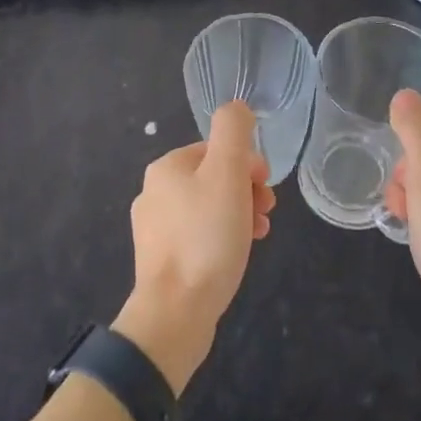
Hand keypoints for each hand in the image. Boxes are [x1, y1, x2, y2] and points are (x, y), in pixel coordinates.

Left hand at [114, 102, 274, 391]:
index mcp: (166, 168)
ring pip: (208, 208)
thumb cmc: (206, 238)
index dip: (247, 164)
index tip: (266, 189)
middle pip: (213, 178)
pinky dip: (222, 238)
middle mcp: (153, 192)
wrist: (175, 313)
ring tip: (258, 235)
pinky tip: (236, 256)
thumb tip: (236, 107)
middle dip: (245, 190)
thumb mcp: (227, 174)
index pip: (216, 149)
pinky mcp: (161, 260)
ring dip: (238, 214)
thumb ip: (233, 132)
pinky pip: (199, 237)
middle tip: (266, 213)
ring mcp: (154, 229)